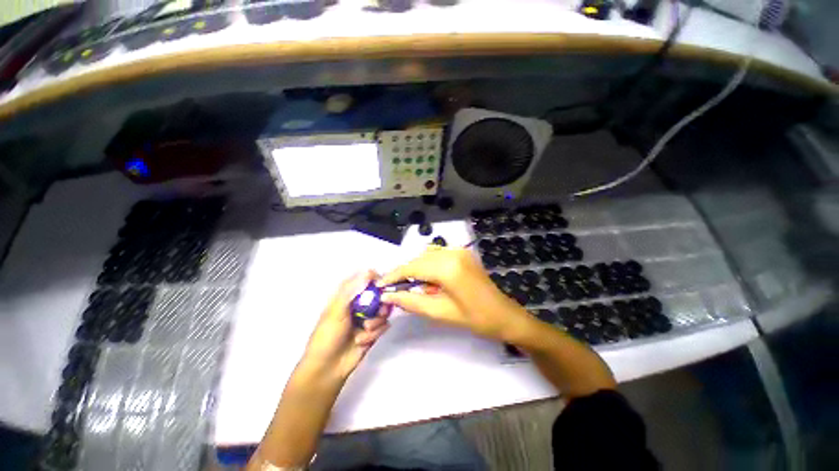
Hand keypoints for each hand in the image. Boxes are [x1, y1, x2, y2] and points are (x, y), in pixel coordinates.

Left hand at [302, 270, 390, 380]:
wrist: (327, 369)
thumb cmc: (327, 336)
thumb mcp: (336, 311)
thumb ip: (352, 291)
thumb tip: (368, 271)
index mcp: (347, 296)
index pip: (363, 279)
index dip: (373, 278)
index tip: (381, 283)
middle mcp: (359, 305)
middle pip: (378, 294)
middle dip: (380, 303)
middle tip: (379, 310)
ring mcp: (367, 318)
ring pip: (384, 310)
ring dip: (376, 320)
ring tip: (365, 330)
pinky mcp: (374, 331)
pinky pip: (384, 325)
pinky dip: (376, 332)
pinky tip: (363, 340)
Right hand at [378, 246, 529, 341]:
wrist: (505, 315)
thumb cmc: (475, 319)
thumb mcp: (440, 312)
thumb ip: (411, 302)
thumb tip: (388, 296)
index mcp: (447, 267)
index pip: (412, 267)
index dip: (394, 276)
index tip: (379, 285)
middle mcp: (452, 252)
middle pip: (418, 259)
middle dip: (404, 273)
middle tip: (393, 290)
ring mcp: (459, 251)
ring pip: (427, 256)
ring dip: (416, 270)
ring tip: (410, 288)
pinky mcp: (462, 253)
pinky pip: (438, 256)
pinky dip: (428, 266)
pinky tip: (428, 281)